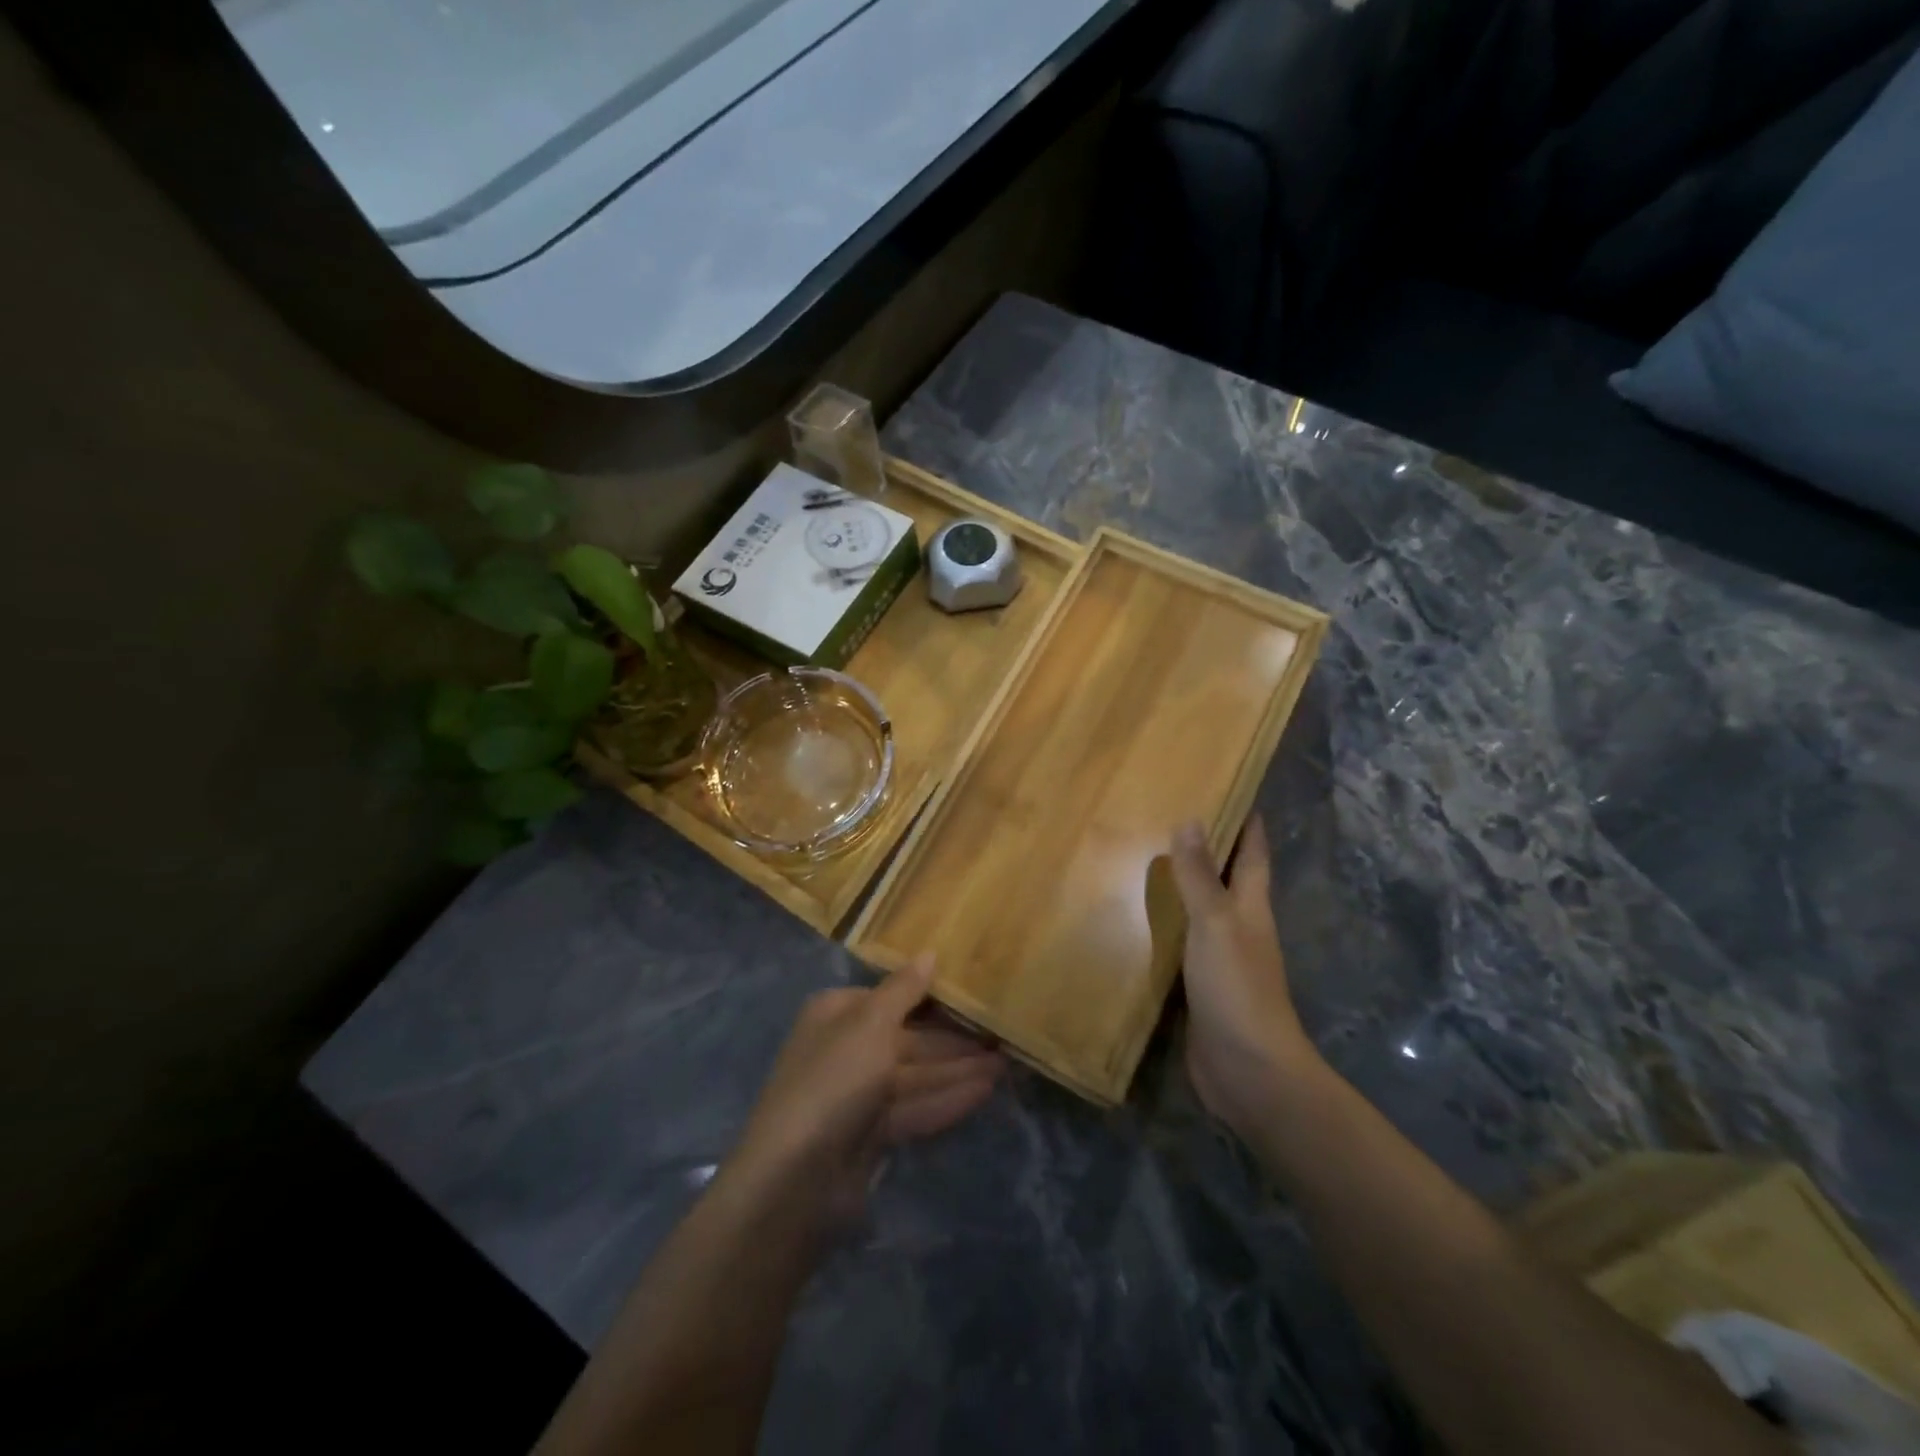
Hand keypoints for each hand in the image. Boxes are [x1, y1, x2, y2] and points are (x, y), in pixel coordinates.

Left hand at [725, 954, 1002, 1230]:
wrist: (797, 1179)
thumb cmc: (834, 1080)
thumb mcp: (870, 1023)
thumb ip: (904, 989)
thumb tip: (930, 953)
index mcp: (838, 1013)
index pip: (891, 996)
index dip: (931, 995)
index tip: (973, 992)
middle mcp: (847, 1048)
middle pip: (908, 1037)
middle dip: (953, 1039)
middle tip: (1000, 1034)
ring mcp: (859, 1094)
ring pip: (916, 1074)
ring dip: (958, 1069)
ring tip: (1005, 1063)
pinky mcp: (872, 1133)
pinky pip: (916, 1106)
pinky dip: (948, 1098)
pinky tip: (986, 1091)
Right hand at [1170, 815, 1320, 1134]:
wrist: (1247, 1070)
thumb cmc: (1237, 987)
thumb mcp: (1216, 923)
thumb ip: (1200, 877)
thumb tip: (1190, 821)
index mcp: (1251, 906)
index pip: (1253, 852)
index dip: (1247, 822)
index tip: (1231, 787)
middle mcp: (1237, 926)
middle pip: (1226, 877)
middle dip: (1207, 847)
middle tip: (1168, 814)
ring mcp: (1217, 958)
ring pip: (1198, 910)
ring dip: (1179, 886)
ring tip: (1141, 857)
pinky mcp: (1196, 986)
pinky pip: (1176, 944)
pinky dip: (1160, 925)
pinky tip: (1131, 917)